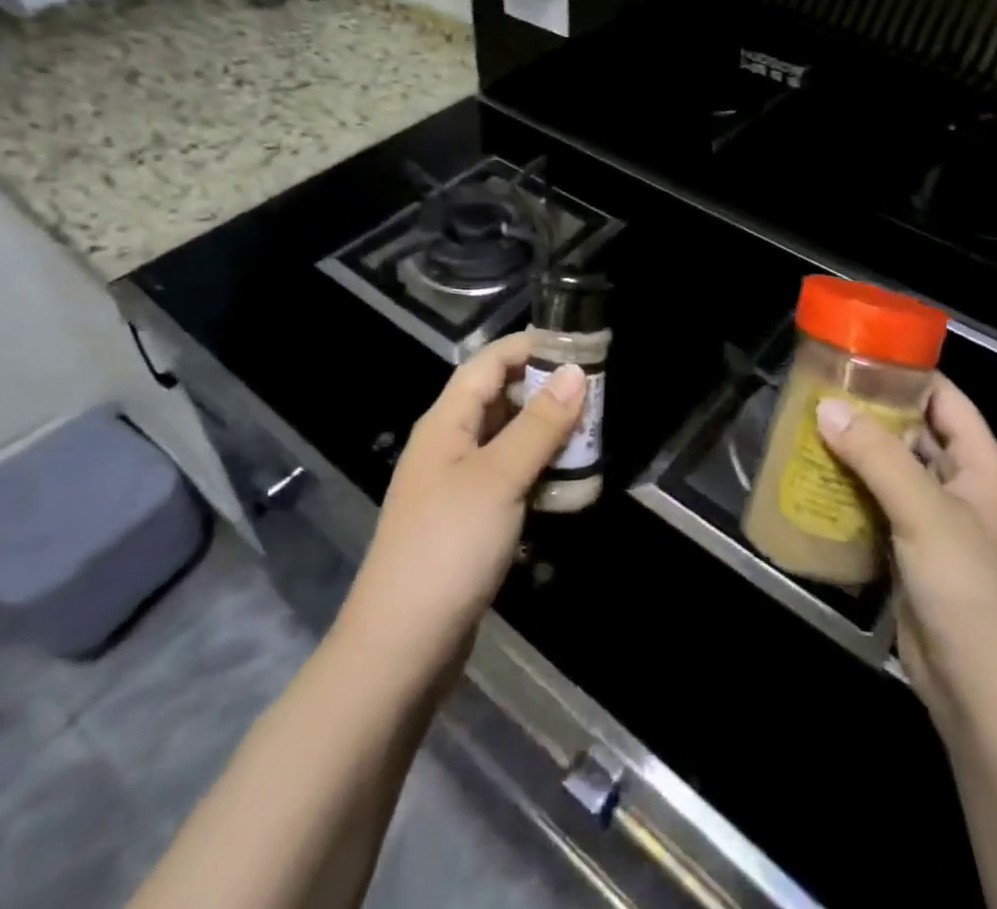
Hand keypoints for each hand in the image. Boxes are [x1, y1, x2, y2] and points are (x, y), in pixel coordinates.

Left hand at [337, 333, 585, 676]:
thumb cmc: (448, 546)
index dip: (530, 348)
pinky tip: (567, 484)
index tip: (579, 348)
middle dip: (545, 392)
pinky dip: (537, 473)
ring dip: (545, 435)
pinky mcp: (468, 523)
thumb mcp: (500, 477)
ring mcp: (457, 486)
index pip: (488, 363)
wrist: (401, 648)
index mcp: (446, 422)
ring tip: (591, 436)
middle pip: (499, 399)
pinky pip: (508, 480)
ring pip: (507, 442)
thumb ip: (539, 424)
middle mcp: (448, 445)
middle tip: (596, 397)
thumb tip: (576, 373)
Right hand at [816, 376, 996, 737]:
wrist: (982, 695)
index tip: (856, 357)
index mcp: (981, 465)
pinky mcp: (908, 551)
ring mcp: (933, 520)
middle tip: (816, 391)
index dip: (907, 374)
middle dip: (869, 411)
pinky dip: (849, 489)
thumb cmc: (969, 591)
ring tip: (804, 426)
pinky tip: (812, 478)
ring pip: (890, 468)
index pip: (945, 398)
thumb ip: (877, 455)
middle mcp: (959, 485)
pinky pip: (876, 504)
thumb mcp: (925, 512)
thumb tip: (826, 406)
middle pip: (912, 431)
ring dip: (854, 451)